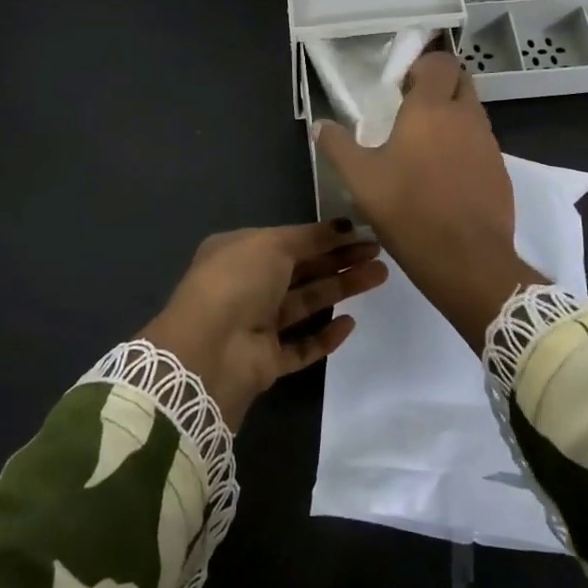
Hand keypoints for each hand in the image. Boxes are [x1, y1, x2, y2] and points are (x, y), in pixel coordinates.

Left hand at [139, 223, 388, 428]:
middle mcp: (246, 286)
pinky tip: (350, 323)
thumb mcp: (273, 244)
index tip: (360, 232)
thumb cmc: (238, 281)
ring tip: (379, 276)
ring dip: (341, 289)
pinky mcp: (266, 361)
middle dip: (339, 260)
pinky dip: (324, 336)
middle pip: (302, 270)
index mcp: (239, 252)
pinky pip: (301, 346)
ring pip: (306, 304)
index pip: (289, 241)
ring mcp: (255, 325)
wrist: (209, 350)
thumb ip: (311, 237)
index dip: (324, 236)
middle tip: (378, 253)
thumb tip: (343, 226)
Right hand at [314, 51, 545, 349]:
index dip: (423, 66)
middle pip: (461, 81)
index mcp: (431, 108)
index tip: (402, 85)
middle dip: (440, 85)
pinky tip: (444, 176)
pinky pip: (481, 144)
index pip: (440, 62)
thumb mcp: (360, 180)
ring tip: (424, 147)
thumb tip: (321, 125)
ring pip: (472, 113)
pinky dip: (465, 147)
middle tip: (412, 110)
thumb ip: (337, 146)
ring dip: (452, 117)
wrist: (467, 259)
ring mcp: (488, 144)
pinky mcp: (500, 171)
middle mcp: (465, 117)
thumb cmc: (408, 210)